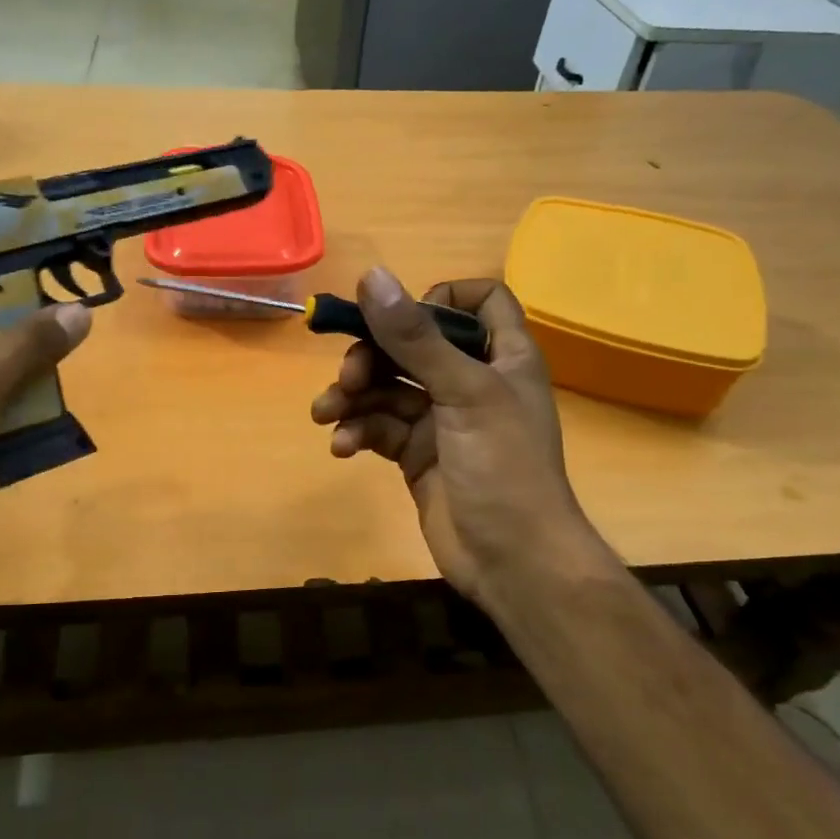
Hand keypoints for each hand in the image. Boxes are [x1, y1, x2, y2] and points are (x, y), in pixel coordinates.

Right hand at [309, 268, 594, 613]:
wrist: (513, 562)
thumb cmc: (503, 468)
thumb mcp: (462, 394)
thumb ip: (415, 337)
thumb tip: (371, 276)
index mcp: (500, 356)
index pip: (479, 301)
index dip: (441, 298)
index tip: (404, 317)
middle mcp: (471, 381)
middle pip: (413, 345)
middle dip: (373, 356)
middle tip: (348, 378)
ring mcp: (442, 420)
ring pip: (388, 389)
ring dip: (353, 398)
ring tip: (326, 415)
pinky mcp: (418, 455)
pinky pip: (380, 429)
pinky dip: (358, 432)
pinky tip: (341, 447)